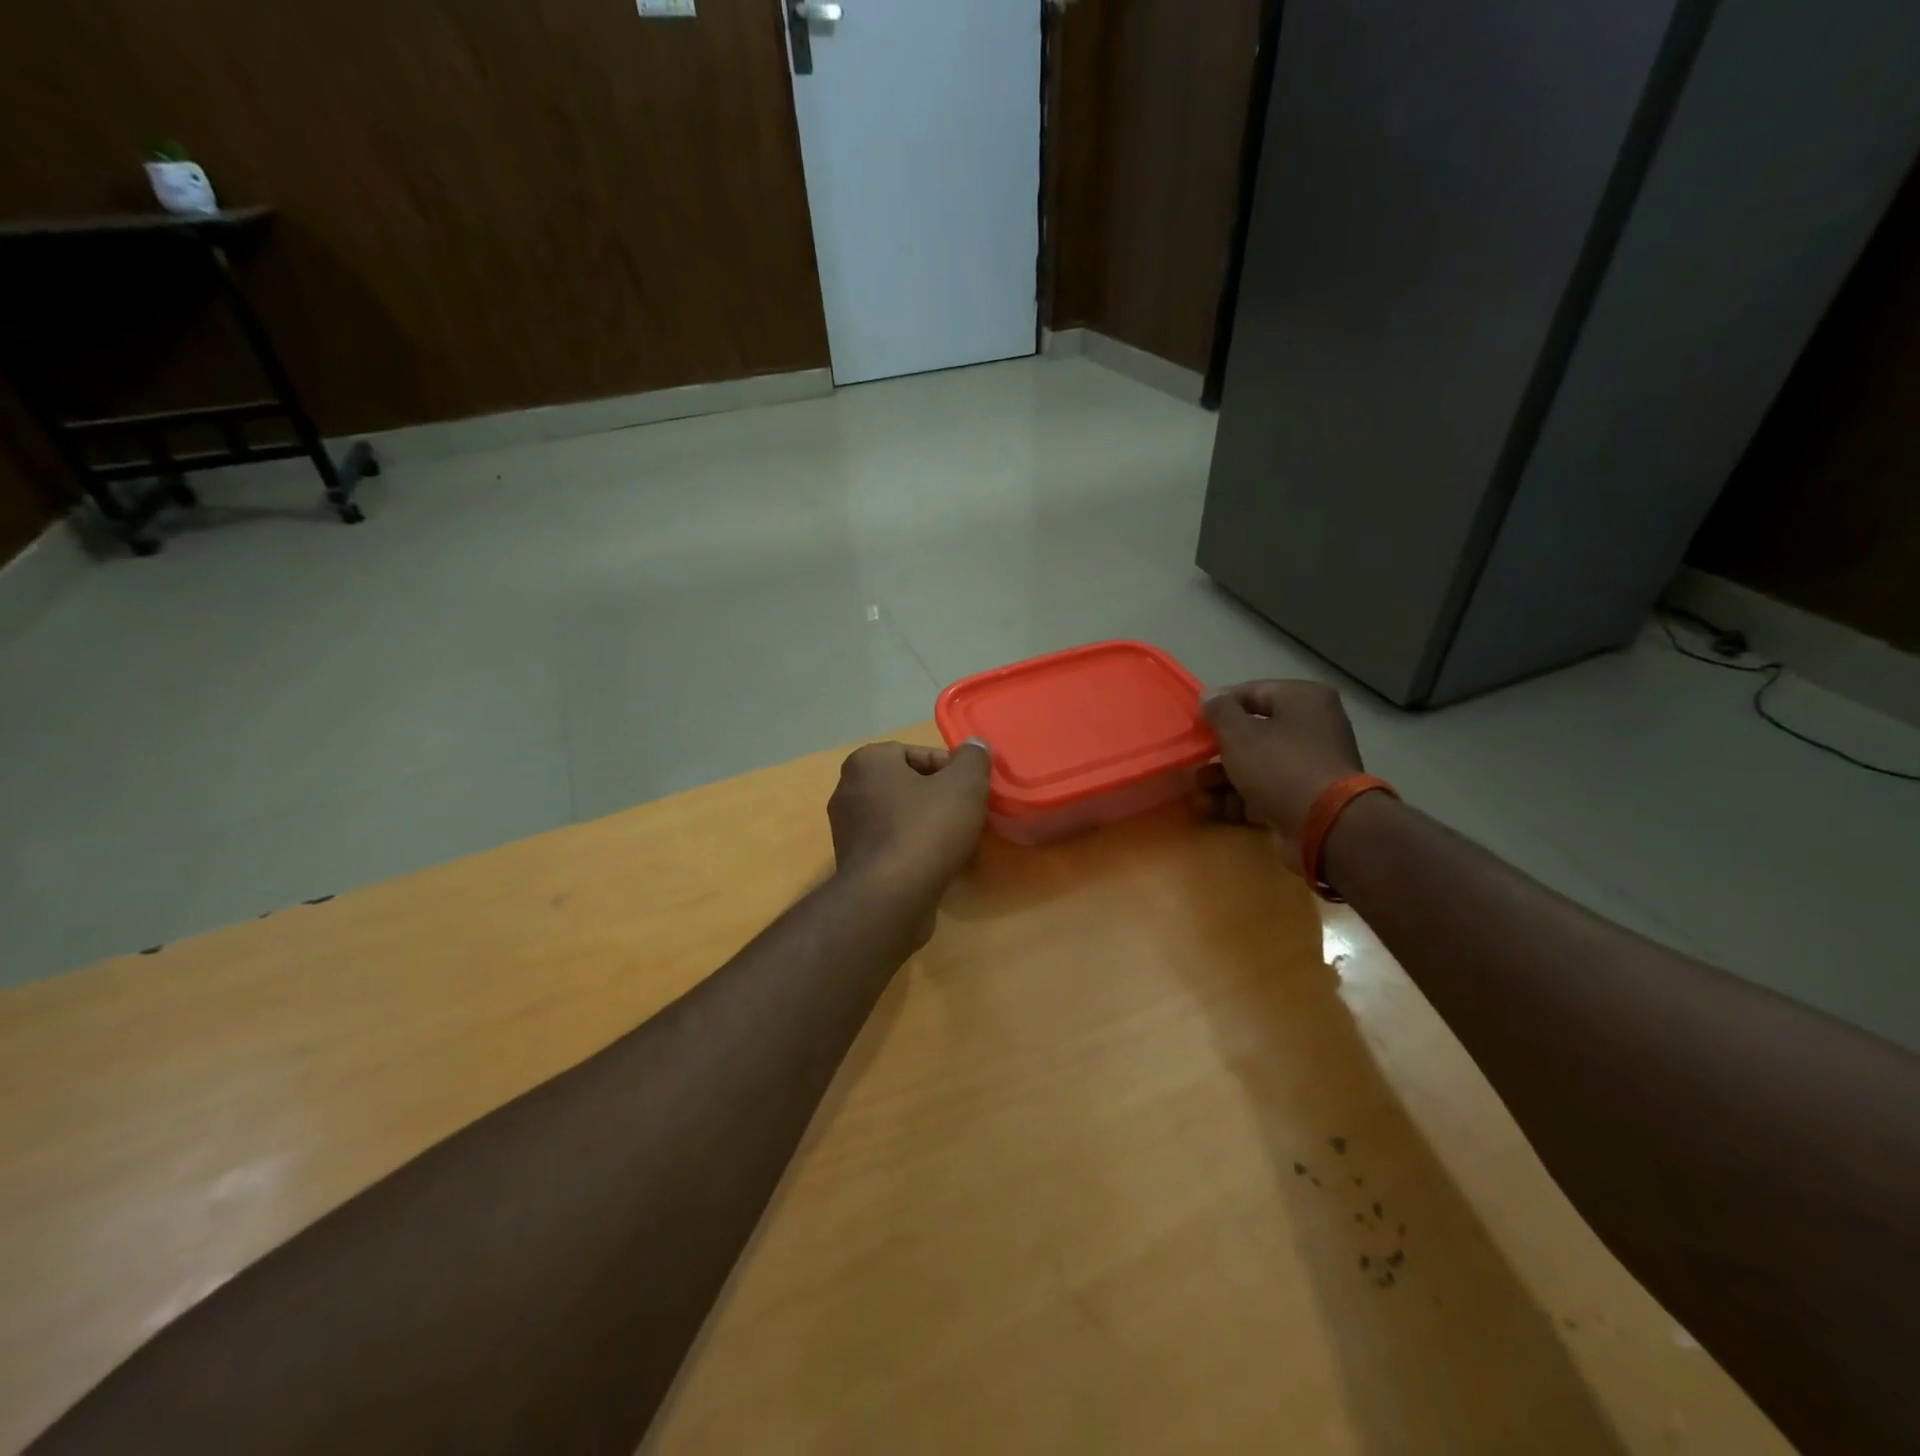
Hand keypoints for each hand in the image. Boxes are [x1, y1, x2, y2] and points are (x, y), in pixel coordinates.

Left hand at [828, 740, 992, 902]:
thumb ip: (974, 758)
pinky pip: (891, 844)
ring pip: (900, 816)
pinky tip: (936, 864)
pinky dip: (913, 849)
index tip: (972, 790)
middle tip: (968, 813)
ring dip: (928, 824)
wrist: (890, 898)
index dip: (951, 769)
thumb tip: (975, 745)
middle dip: (939, 796)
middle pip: (908, 784)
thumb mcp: (964, 784)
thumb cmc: (925, 829)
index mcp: (866, 762)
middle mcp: (848, 790)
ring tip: (957, 840)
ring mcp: (847, 829)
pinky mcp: (854, 863)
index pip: (916, 753)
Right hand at [1196, 681, 1363, 863]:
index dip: (1220, 706)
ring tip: (1194, 789)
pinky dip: (1235, 798)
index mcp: (1304, 700)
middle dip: (1217, 750)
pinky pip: (1263, 791)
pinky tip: (1206, 807)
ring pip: (1255, 765)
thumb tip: (1209, 694)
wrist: (1323, 825)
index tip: (1195, 722)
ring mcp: (1309, 766)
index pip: (1253, 692)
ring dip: (1221, 777)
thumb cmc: (1279, 765)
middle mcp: (1311, 728)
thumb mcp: (1239, 733)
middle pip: (1253, 732)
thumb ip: (1219, 711)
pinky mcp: (1302, 799)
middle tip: (1192, 758)